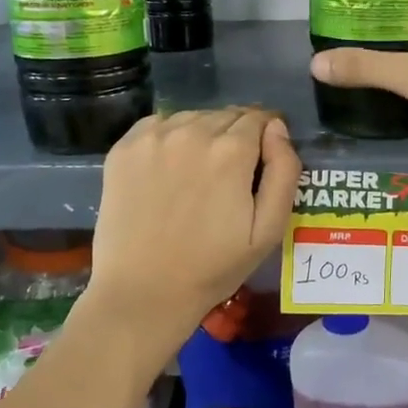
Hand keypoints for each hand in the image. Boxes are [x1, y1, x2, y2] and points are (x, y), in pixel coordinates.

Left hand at [87, 107, 301, 338]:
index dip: (266, 136)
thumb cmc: (213, 267)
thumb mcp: (268, 229)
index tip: (262, 160)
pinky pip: (159, 125)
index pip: (259, 118)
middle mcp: (192, 132)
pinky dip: (170, 137)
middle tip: (231, 174)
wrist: (142, 292)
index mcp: (231, 151)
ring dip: (203, 134)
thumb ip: (284, 171)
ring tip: (198, 173)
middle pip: (226, 115)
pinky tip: (169, 169)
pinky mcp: (123, 148)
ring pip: (193, 117)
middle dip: (237, 135)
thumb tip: (277, 128)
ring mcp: (153, 137)